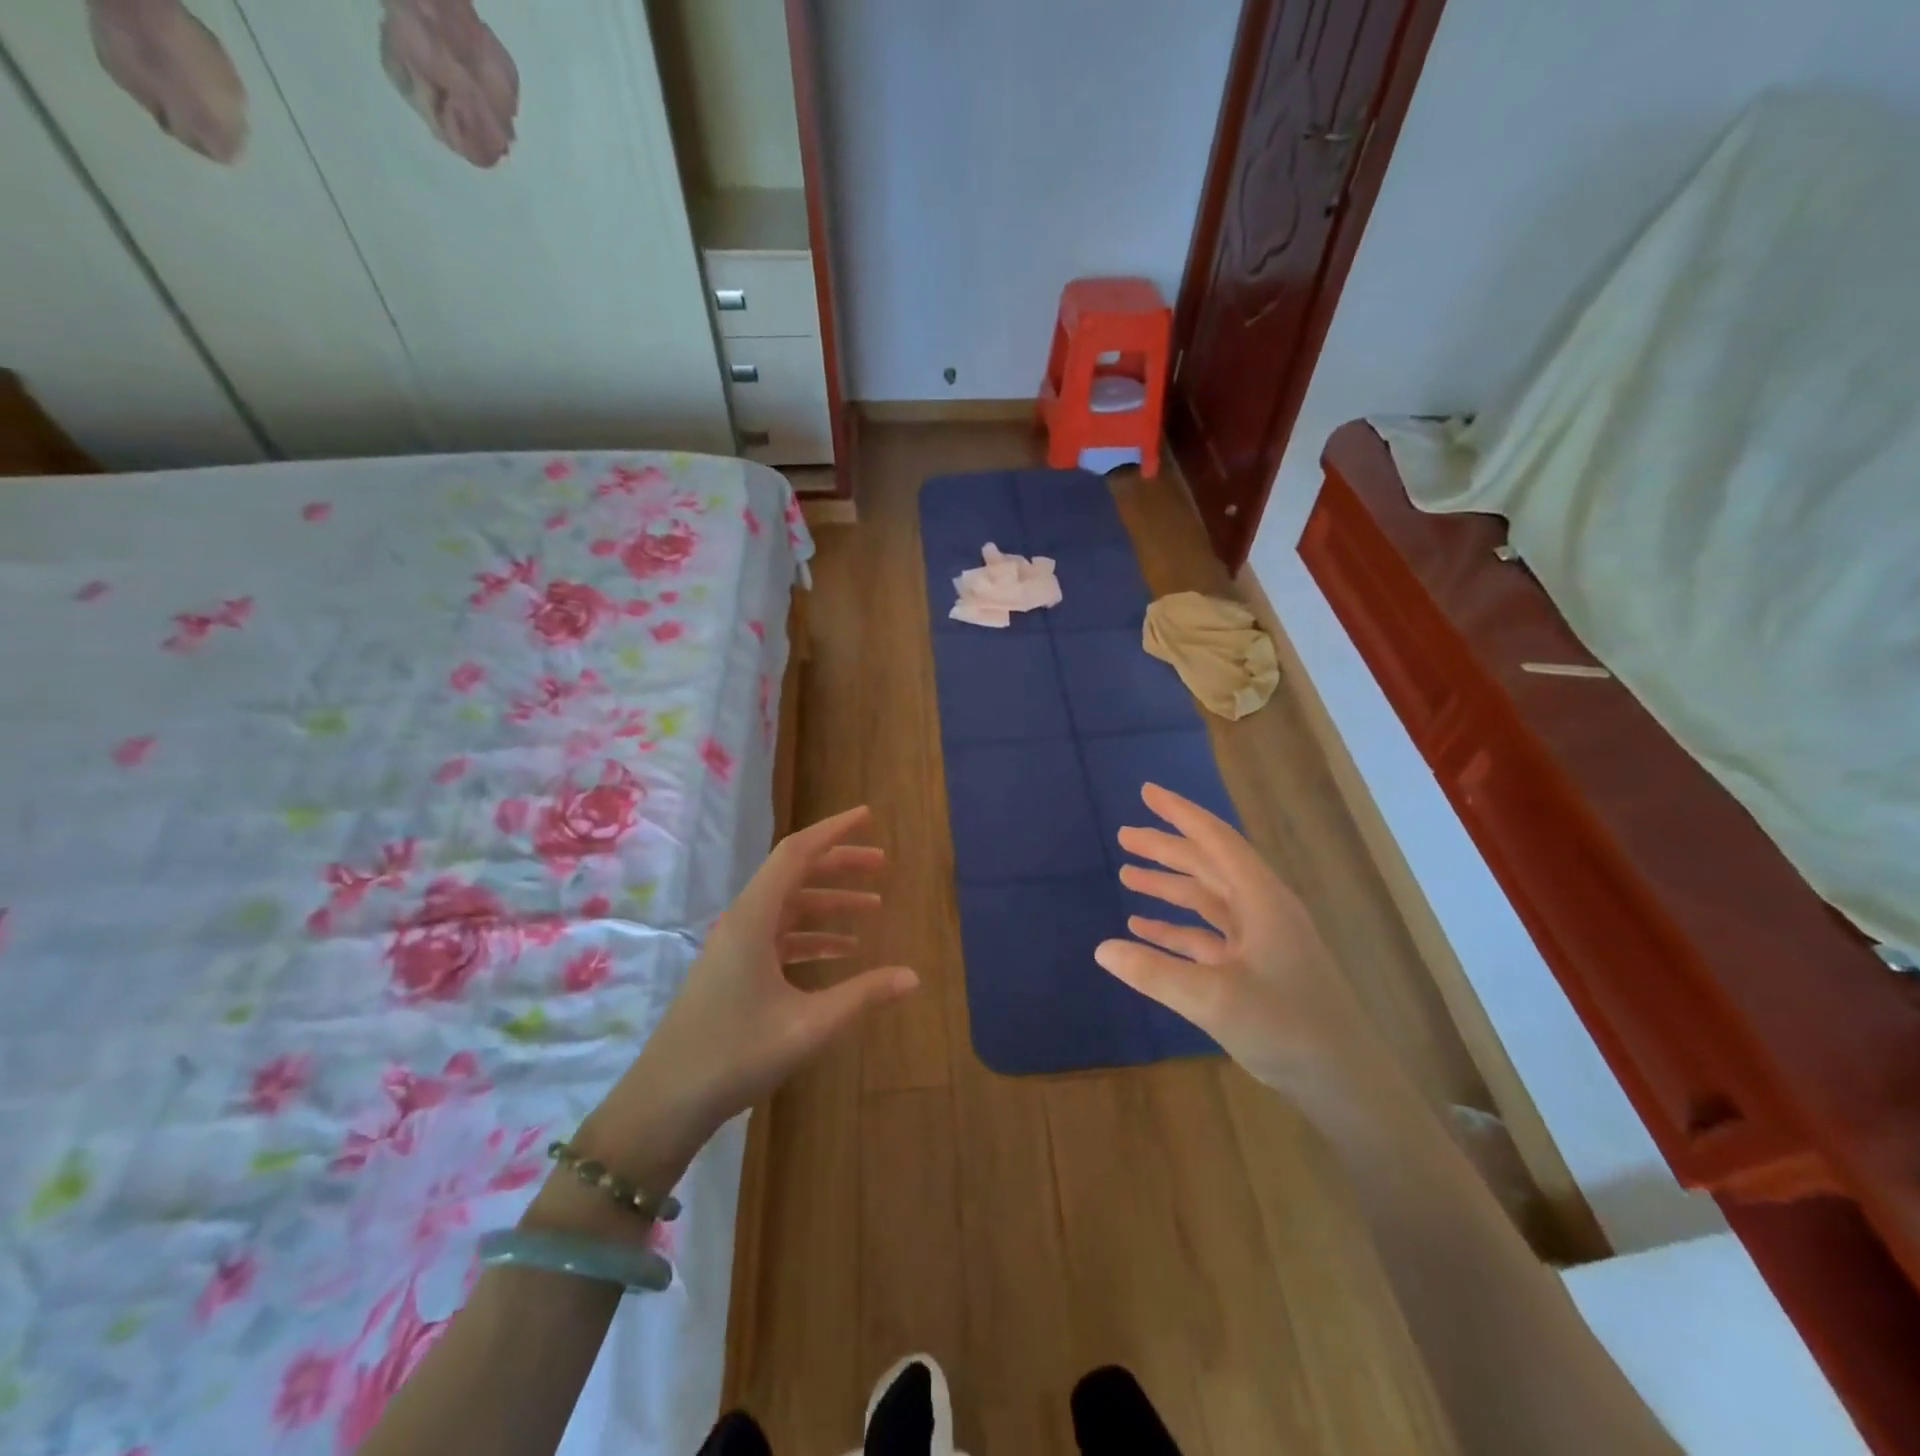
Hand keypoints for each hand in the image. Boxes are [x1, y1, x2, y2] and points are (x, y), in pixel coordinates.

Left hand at [580, 806, 917, 1179]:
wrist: (665, 1102)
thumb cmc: (735, 1056)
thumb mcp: (809, 1026)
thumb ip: (863, 996)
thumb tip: (913, 976)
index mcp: (753, 919)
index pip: (796, 853)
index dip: (833, 831)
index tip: (868, 817)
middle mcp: (742, 921)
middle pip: (795, 875)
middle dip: (840, 866)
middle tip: (882, 864)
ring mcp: (734, 946)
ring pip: (788, 907)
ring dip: (829, 904)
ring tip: (873, 910)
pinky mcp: (733, 969)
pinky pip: (779, 936)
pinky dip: (812, 936)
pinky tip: (841, 952)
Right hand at [1095, 783, 1376, 1093]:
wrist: (1346, 1081)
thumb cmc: (1286, 1028)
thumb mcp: (1214, 999)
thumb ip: (1155, 972)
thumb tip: (1102, 949)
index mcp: (1261, 899)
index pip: (1215, 840)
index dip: (1180, 814)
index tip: (1147, 792)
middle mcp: (1262, 909)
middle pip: (1208, 865)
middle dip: (1166, 849)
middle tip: (1124, 836)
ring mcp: (1260, 940)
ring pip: (1206, 899)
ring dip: (1168, 886)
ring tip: (1127, 874)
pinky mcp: (1255, 968)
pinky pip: (1207, 935)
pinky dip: (1176, 928)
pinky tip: (1143, 929)